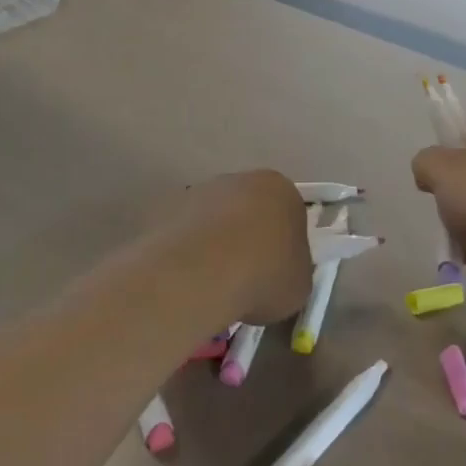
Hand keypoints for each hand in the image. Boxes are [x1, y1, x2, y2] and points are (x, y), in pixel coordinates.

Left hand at [154, 170, 313, 326]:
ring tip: (211, 283)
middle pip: (248, 210)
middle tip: (245, 277)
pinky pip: (184, 232)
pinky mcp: (167, 208)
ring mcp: (200, 191)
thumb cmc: (264, 274)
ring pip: (213, 219)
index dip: (283, 246)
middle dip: (246, 238)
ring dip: (214, 243)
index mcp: (280, 190)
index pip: (288, 214)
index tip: (275, 274)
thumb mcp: (298, 285)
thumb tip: (279, 274)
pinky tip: (187, 278)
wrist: (202, 272)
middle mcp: (240, 179)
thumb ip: (293, 271)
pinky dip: (186, 251)